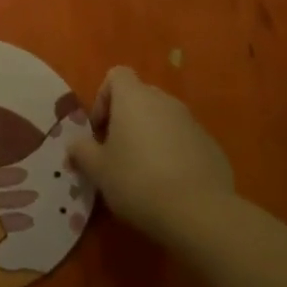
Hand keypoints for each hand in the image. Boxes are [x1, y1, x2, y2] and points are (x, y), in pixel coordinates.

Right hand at [70, 67, 233, 239]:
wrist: (199, 212)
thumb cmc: (137, 181)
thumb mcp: (98, 170)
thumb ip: (82, 152)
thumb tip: (75, 145)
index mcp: (134, 98)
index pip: (116, 75)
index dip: (103, 98)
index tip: (100, 130)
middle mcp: (164, 101)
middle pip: (140, 97)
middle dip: (126, 119)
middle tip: (117, 153)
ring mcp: (192, 122)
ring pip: (163, 119)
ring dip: (151, 136)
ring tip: (144, 173)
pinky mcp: (211, 145)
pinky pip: (184, 140)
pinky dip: (174, 153)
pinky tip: (170, 185)